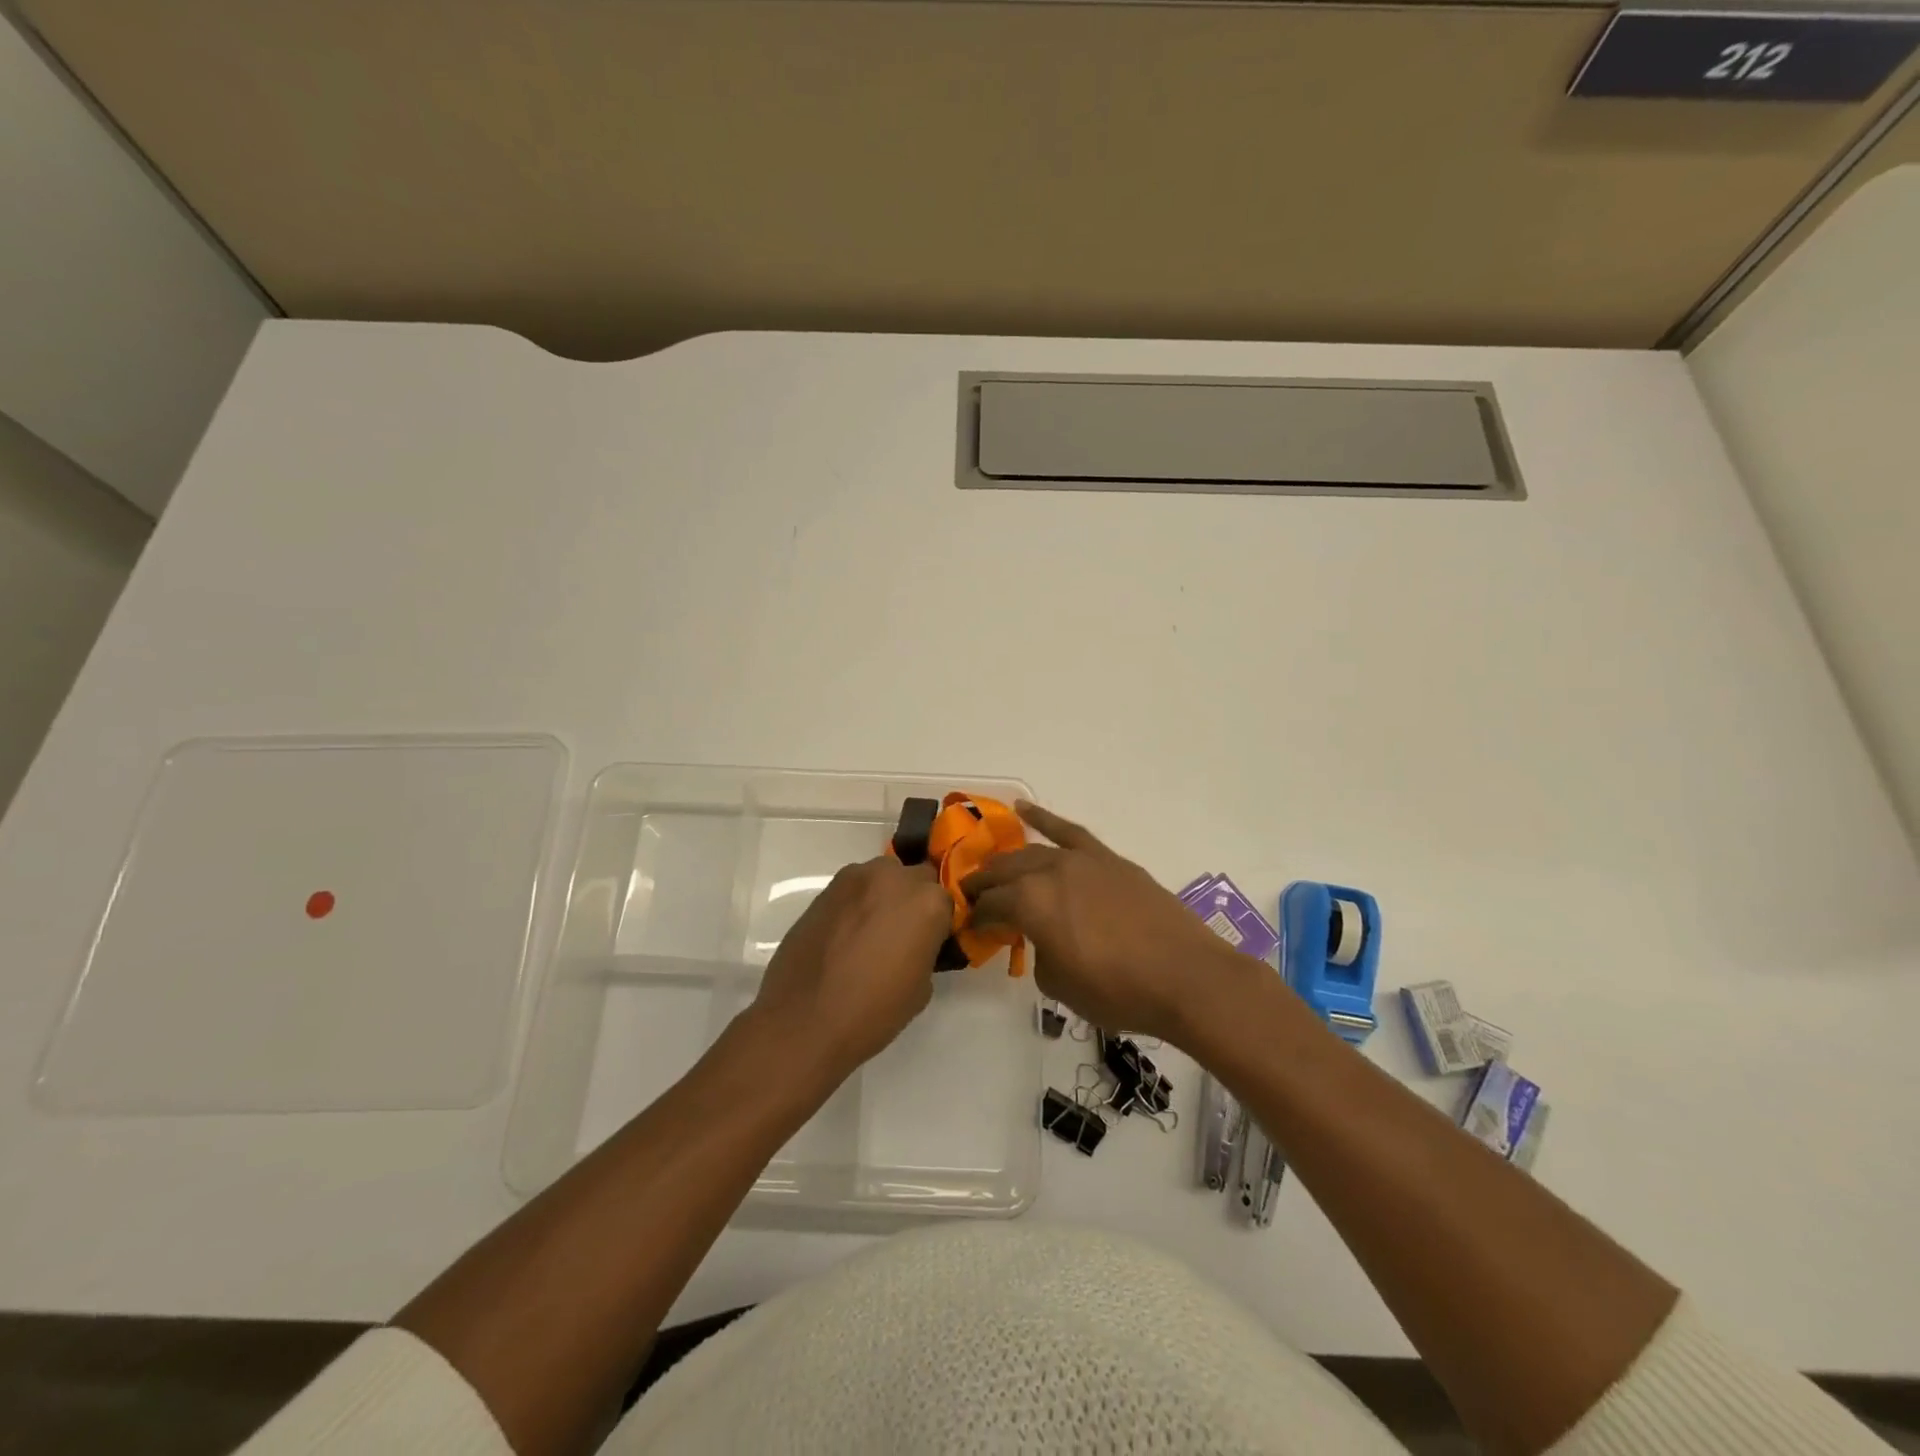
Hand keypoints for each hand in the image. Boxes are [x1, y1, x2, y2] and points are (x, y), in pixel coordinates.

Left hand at [748, 855, 951, 1077]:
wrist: (804, 1020)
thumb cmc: (873, 1011)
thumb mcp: (921, 987)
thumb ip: (925, 949)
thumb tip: (915, 943)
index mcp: (927, 902)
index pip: (946, 901)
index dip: (939, 923)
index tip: (930, 944)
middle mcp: (894, 878)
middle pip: (916, 878)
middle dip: (913, 901)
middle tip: (902, 935)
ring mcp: (856, 878)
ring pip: (882, 877)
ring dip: (884, 896)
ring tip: (870, 932)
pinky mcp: (825, 888)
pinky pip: (853, 889)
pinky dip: (856, 904)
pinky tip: (846, 935)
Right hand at [963, 802, 1247, 1044]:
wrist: (1185, 977)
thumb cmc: (1117, 991)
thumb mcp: (1059, 986)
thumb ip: (1038, 953)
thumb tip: (1041, 938)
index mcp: (1030, 903)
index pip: (991, 906)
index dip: (977, 917)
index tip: (972, 928)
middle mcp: (1049, 871)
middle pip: (1004, 872)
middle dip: (984, 885)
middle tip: (973, 898)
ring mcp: (1082, 860)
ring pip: (1032, 852)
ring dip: (1008, 860)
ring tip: (993, 869)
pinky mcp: (1108, 859)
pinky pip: (1069, 831)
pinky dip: (1044, 818)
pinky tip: (1024, 808)